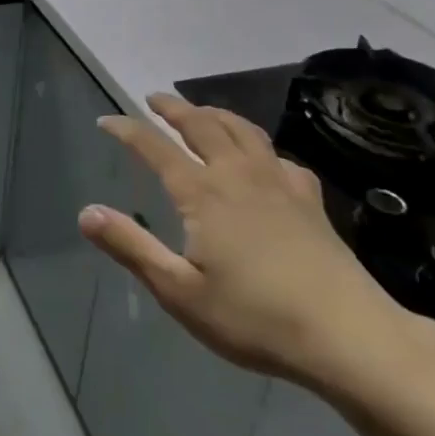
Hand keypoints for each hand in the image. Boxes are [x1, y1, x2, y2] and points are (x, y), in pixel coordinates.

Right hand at [80, 94, 421, 387]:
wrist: (348, 335)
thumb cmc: (255, 317)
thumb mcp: (180, 290)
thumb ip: (131, 247)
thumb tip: (85, 212)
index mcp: (203, 193)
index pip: (155, 148)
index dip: (128, 130)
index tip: (107, 120)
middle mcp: (238, 175)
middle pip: (202, 125)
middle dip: (174, 109)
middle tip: (154, 99)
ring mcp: (279, 183)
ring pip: (243, 130)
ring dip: (215, 114)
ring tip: (201, 111)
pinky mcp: (310, 200)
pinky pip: (279, 157)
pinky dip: (260, 146)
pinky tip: (263, 159)